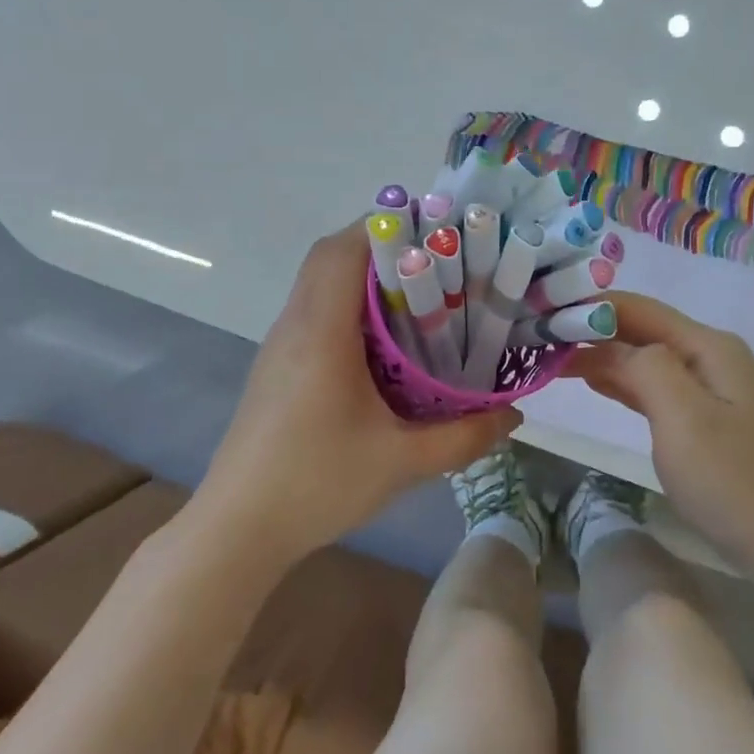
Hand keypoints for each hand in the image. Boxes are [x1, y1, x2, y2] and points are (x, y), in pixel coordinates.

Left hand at [196, 222, 518, 558]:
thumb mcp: (403, 462)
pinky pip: (314, 314)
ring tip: (420, 298)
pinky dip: (348, 308)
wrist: (239, 527)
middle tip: (437, 264)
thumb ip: (465, 436)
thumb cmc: (317, 484)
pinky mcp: (276, 368)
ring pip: (319, 284)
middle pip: (330, 258)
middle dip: (382, 247)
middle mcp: (295, 325)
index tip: (435, 232)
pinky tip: (384, 345)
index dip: (385, 226)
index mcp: (322, 332)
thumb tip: (514, 416)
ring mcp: (280, 346)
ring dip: (364, 278)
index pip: (343, 250)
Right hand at [566, 293, 753, 571]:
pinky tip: (594, 381)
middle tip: (536, 338)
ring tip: (552, 357)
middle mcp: (712, 357)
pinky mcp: (708, 419)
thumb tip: (610, 345)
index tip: (540, 313)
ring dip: (601, 355)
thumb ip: (645, 367)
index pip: (637, 309)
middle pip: (642, 330)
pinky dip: (622, 382)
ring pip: (646, 358)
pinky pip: (656, 387)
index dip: (588, 307)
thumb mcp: (684, 418)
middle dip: (590, 329)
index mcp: (708, 347)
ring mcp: (713, 389)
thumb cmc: (734, 481)